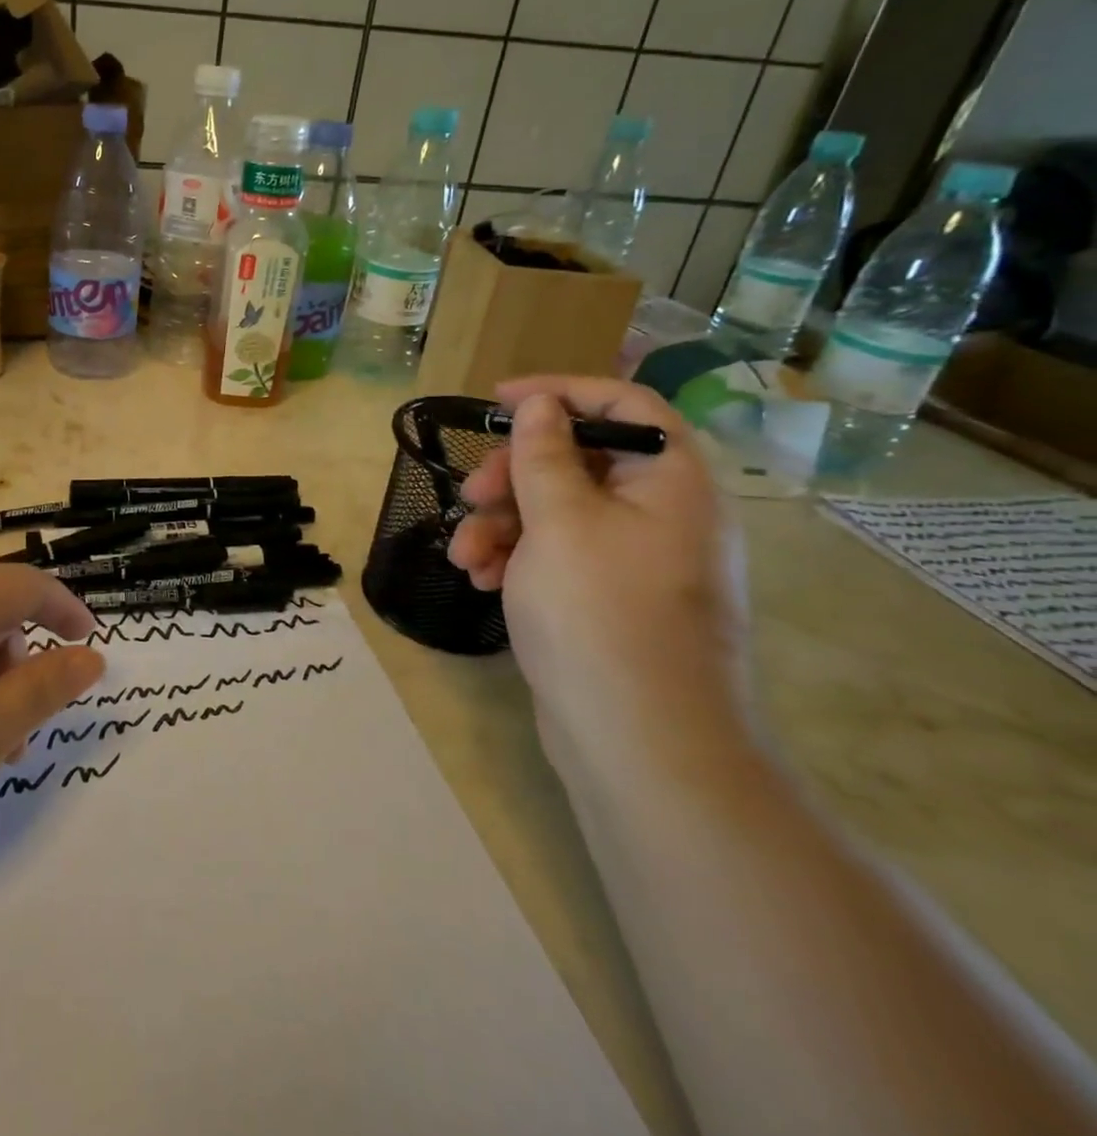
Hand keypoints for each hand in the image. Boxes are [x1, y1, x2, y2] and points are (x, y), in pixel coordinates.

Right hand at [447, 377, 750, 784]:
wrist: (640, 742)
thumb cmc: (600, 614)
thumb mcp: (559, 521)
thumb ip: (544, 454)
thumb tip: (541, 404)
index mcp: (671, 481)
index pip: (623, 405)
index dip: (559, 392)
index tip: (495, 400)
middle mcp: (662, 513)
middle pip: (579, 460)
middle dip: (513, 474)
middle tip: (470, 494)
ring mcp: (636, 560)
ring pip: (558, 511)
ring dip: (502, 523)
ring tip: (464, 555)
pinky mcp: (609, 598)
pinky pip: (558, 555)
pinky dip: (517, 558)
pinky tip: (480, 579)